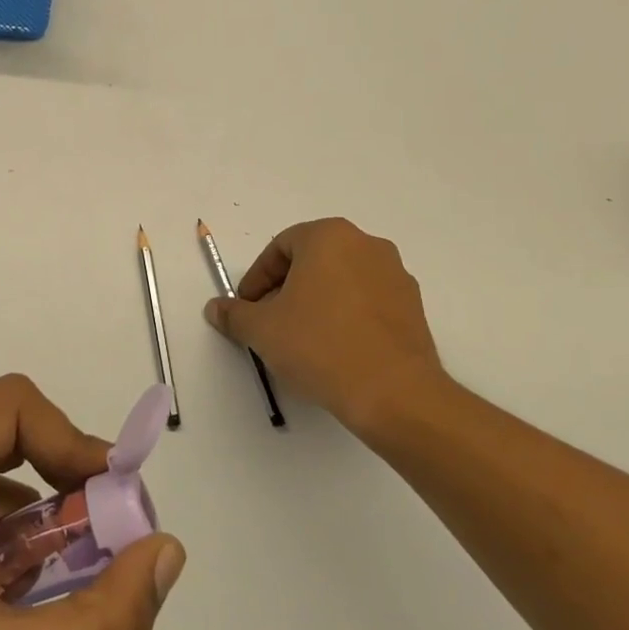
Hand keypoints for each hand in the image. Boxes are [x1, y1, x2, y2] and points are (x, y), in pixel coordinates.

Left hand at [0, 375, 182, 629]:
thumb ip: (104, 621)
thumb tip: (169, 553)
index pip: (10, 407)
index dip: (71, 442)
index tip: (113, 504)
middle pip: (2, 442)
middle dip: (61, 493)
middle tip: (105, 547)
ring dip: (37, 532)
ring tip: (64, 592)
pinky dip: (7, 555)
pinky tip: (17, 611)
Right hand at [205, 217, 453, 437]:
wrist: (394, 392)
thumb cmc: (320, 346)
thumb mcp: (263, 330)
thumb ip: (234, 314)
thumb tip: (215, 308)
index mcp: (329, 237)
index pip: (280, 247)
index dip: (257, 278)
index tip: (248, 308)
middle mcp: (366, 244)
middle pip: (312, 260)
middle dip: (286, 289)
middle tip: (270, 322)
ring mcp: (395, 274)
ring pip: (341, 280)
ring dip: (316, 302)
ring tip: (301, 339)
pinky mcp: (413, 306)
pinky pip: (367, 301)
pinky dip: (346, 316)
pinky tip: (334, 349)